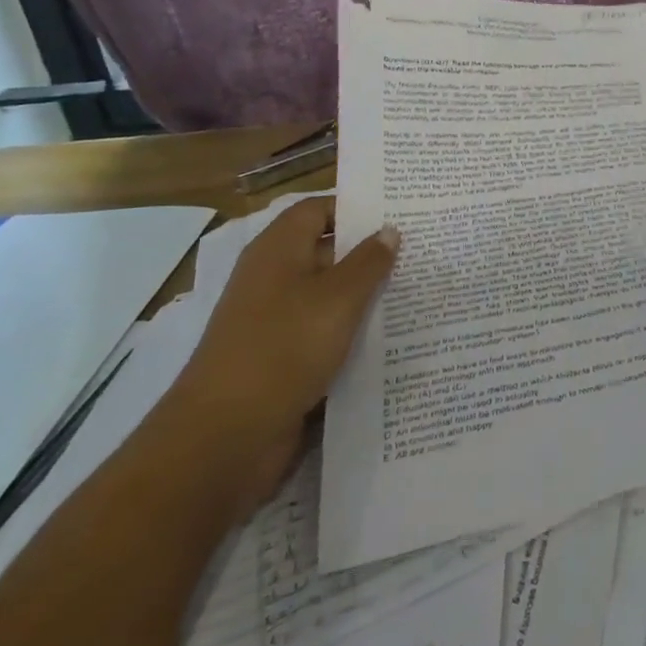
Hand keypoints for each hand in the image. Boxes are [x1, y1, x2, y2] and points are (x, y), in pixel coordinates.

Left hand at [165, 197, 399, 519]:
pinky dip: (352, 332)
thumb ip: (369, 262)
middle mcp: (272, 279)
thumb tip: (389, 231)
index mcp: (277, 251)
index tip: (400, 212)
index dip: (356, 207)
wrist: (224, 438)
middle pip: (326, 251)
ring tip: (417, 290)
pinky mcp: (280, 360)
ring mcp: (274, 321)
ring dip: (366, 296)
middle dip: (370, 252)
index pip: (318, 209)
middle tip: (421, 249)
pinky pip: (323, 333)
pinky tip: (391, 337)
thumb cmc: (283, 349)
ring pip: (329, 296)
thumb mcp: (338, 299)